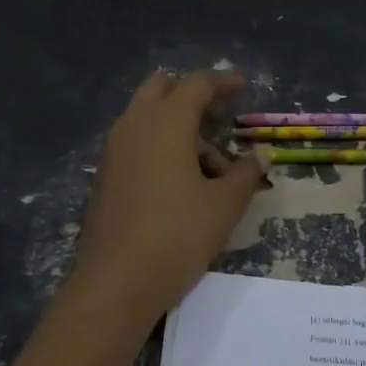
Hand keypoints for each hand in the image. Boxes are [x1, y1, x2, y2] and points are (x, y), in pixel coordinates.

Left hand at [65, 70, 267, 333]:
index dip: (222, 81)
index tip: (243, 86)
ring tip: (212, 170)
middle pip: (162, 89)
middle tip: (220, 115)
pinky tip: (182, 184)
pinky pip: (136, 143)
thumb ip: (246, 173)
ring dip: (179, 128)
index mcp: (166, 123)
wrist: (115, 283)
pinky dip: (160, 147)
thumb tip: (261, 155)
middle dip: (192, 96)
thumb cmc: (177, 235)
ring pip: (147, 118)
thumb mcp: (224, 205)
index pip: (196, 84)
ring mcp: (114, 150)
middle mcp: (134, 126)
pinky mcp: (105, 175)